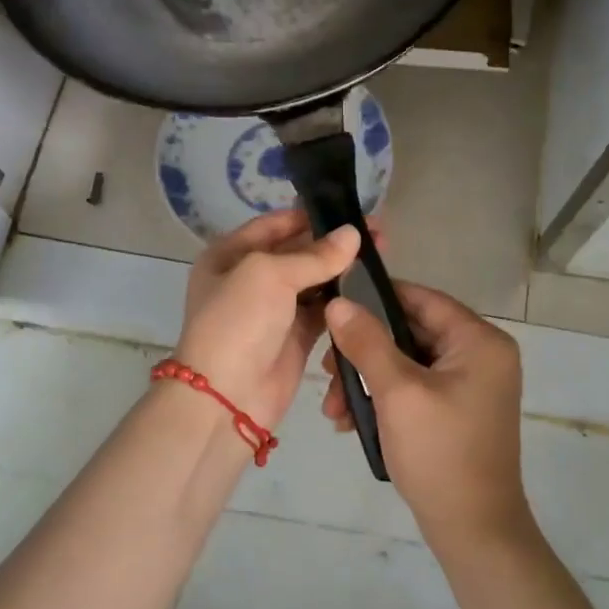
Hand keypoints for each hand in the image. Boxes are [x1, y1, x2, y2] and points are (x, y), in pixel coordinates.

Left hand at [175, 208, 360, 431]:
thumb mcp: (269, 275)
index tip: (352, 211)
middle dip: (334, 243)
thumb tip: (354, 234)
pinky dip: (342, 301)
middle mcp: (250, 277)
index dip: (312, 215)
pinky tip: (369, 289)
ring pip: (314, 281)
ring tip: (381, 259)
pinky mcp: (294, 336)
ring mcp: (273, 309)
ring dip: (343, 270)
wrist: (227, 397)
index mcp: (230, 254)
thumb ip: (314, 255)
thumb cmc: (238, 322)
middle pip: (298, 251)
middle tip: (378, 234)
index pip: (276, 224)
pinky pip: (322, 310)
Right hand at [320, 284, 531, 550]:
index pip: (422, 299)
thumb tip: (338, 303)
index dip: (376, 298)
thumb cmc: (439, 453)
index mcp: (479, 341)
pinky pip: (415, 388)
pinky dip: (384, 398)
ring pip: (407, 363)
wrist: (474, 531)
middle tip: (326, 370)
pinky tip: (350, 421)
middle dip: (364, 352)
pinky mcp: (457, 410)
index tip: (334, 306)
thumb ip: (367, 342)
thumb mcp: (397, 392)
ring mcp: (471, 385)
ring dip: (368, 380)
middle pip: (411, 332)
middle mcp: (481, 355)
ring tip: (333, 409)